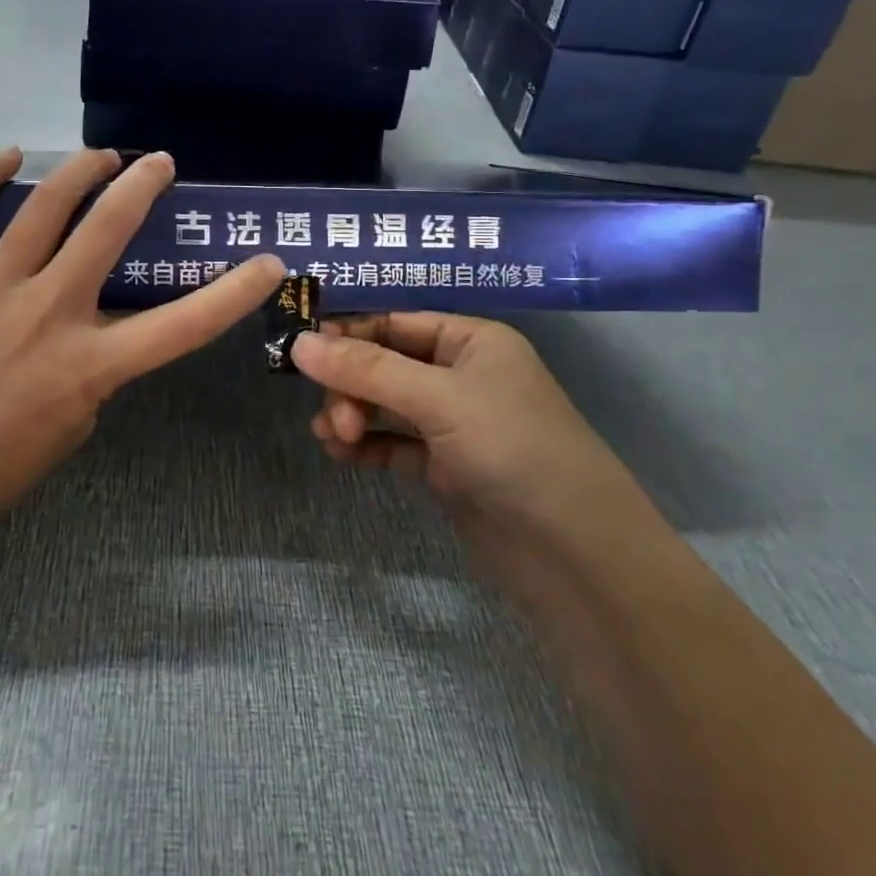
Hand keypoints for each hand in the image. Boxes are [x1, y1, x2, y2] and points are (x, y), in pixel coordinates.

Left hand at [0, 148, 283, 537]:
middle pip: (107, 231)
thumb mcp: (77, 422)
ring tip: (102, 157)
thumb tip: (98, 321)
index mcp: (90, 364)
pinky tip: (8, 156)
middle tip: (160, 163)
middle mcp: (47, 313)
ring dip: (80, 172)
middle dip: (142, 186)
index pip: (183, 324)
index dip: (235, 293)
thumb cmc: (0, 462)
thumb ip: (97, 365)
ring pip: (42, 209)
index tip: (268, 262)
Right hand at [290, 314, 637, 533]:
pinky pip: (392, 443)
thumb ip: (366, 371)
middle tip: (334, 419)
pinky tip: (343, 457)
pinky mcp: (445, 466)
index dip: (347, 333)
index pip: (394, 321)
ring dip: (352, 416)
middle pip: (383, 364)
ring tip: (334, 441)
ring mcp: (453, 422)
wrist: (577, 554)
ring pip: (383, 405)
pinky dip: (366, 446)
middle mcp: (461, 374)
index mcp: (471, 340)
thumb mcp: (439, 400)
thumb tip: (298, 343)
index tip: (300, 352)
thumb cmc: (515, 450)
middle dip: (350, 387)